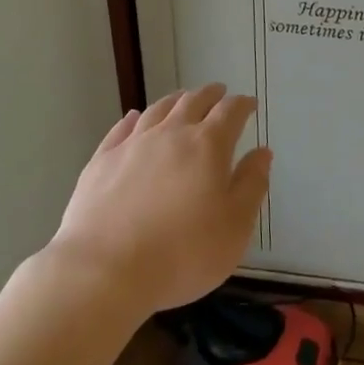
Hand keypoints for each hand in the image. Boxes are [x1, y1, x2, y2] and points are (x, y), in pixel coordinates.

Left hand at [49, 85, 270, 314]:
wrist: (104, 272)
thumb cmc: (182, 253)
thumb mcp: (235, 226)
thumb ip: (251, 185)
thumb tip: (261, 152)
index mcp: (208, 145)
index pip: (230, 112)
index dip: (242, 105)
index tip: (250, 104)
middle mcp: (171, 133)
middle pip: (193, 101)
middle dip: (210, 95)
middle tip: (219, 93)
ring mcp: (132, 145)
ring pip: (158, 110)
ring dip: (175, 100)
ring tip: (183, 99)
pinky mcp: (101, 161)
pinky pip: (121, 129)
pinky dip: (133, 119)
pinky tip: (134, 118)